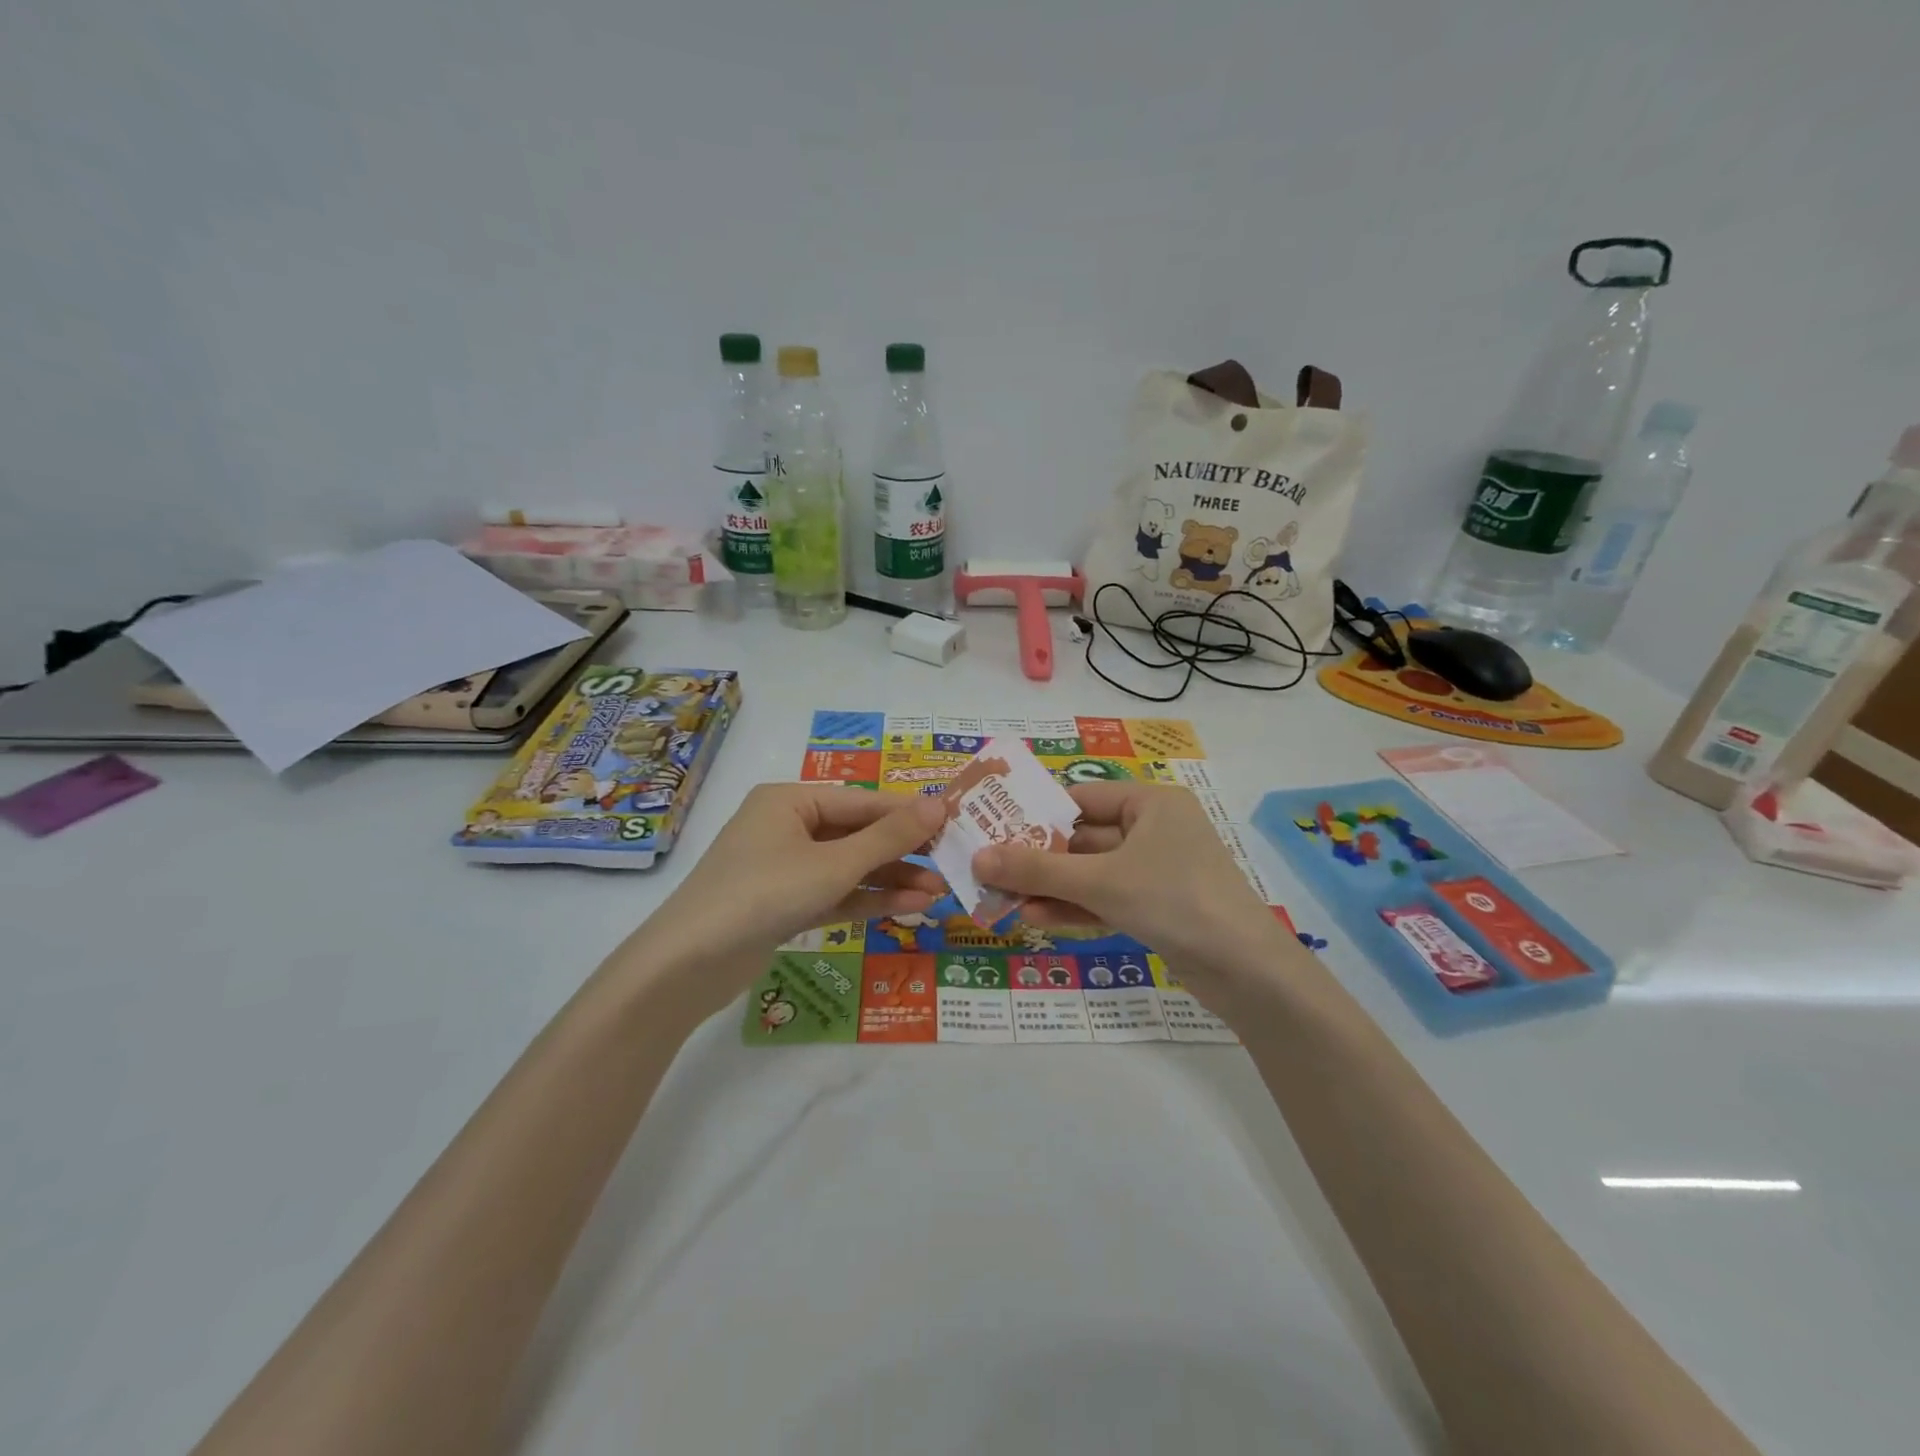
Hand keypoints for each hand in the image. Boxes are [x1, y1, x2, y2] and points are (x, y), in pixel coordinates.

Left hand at [630, 785, 947, 1016]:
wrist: (689, 966)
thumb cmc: (763, 894)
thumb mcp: (833, 864)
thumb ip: (888, 837)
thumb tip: (939, 803)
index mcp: (789, 801)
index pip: (862, 801)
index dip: (909, 812)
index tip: (955, 822)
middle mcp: (786, 827)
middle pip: (857, 834)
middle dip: (903, 852)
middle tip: (951, 862)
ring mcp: (784, 868)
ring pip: (849, 867)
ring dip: (891, 879)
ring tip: (939, 891)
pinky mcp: (784, 905)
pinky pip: (835, 893)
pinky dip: (868, 900)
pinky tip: (909, 905)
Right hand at [972, 782, 1294, 1007]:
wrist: (1247, 971)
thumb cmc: (1174, 899)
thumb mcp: (1100, 881)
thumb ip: (1037, 868)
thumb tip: (978, 857)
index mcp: (1151, 803)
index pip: (1082, 798)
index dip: (1037, 812)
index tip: (994, 827)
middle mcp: (1155, 830)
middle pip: (1083, 838)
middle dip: (1038, 857)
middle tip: (989, 868)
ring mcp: (1157, 871)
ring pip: (1092, 872)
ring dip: (1051, 886)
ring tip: (1002, 897)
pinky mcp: (1158, 908)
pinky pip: (1107, 898)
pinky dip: (1075, 907)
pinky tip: (1035, 918)